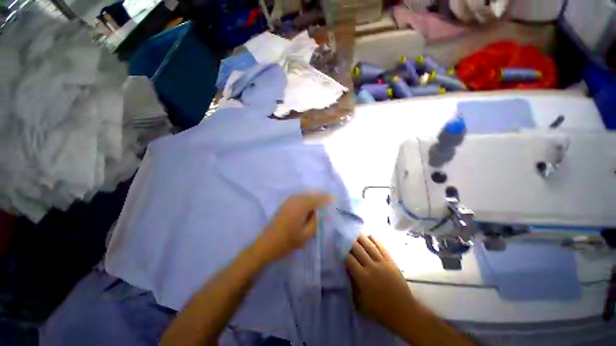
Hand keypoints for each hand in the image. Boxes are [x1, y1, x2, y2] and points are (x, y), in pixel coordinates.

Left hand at [254, 193, 331, 263]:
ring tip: (319, 199)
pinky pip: (297, 197)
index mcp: (300, 207)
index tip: (332, 198)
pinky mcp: (284, 205)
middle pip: (309, 195)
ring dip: (311, 196)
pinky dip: (304, 198)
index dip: (324, 198)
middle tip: (327, 198)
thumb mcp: (305, 235)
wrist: (267, 244)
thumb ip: (314, 222)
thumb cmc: (287, 241)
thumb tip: (317, 212)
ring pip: (303, 195)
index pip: (316, 200)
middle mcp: (294, 201)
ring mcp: (288, 202)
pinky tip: (307, 202)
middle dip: (319, 195)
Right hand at [345, 234, 417, 332]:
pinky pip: (382, 247)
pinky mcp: (391, 261)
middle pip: (358, 249)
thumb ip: (352, 285)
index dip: (343, 252)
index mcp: (362, 277)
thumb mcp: (360, 302)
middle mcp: (371, 266)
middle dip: (350, 242)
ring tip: (355, 233)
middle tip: (345, 237)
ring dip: (361, 238)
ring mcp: (382, 263)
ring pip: (369, 245)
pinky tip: (370, 236)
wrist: (403, 311)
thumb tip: (345, 271)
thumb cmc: (379, 310)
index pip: (349, 259)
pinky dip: (375, 240)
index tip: (339, 248)